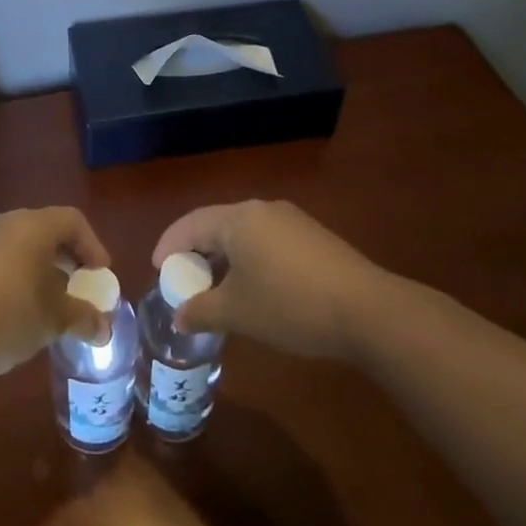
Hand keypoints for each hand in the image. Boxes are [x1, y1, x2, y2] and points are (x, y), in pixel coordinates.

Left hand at [0, 206, 111, 380]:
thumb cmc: (4, 318)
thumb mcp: (52, 321)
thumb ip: (83, 318)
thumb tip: (103, 327)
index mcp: (32, 226)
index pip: (73, 220)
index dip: (93, 246)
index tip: (100, 276)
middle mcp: (4, 222)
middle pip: (45, 230)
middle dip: (66, 259)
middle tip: (77, 289)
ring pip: (18, 245)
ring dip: (38, 268)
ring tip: (46, 303)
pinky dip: (12, 275)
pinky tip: (12, 309)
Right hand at [151, 200, 379, 361]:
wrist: (367, 310)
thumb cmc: (289, 305)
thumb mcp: (238, 312)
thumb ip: (202, 310)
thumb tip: (178, 316)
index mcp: (238, 218)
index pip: (191, 223)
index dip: (169, 245)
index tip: (158, 269)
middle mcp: (262, 209)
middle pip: (217, 224)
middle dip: (197, 251)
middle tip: (184, 278)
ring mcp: (291, 220)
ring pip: (244, 233)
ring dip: (225, 257)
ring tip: (217, 286)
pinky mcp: (313, 237)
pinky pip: (267, 240)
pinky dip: (250, 258)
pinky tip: (255, 287)